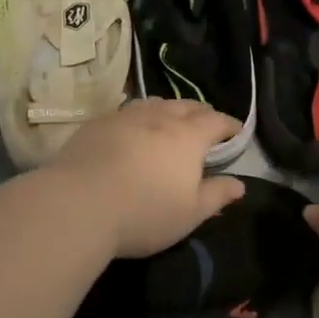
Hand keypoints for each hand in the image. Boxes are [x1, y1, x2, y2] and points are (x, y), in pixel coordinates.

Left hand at [49, 99, 244, 257]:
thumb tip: (240, 184)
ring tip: (171, 119)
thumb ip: (217, 195)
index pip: (216, 121)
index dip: (229, 125)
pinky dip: (140, 115)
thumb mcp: (190, 213)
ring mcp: (126, 116)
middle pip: (187, 106)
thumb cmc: (144, 213)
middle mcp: (160, 117)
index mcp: (188, 136)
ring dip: (170, 109)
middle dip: (201, 112)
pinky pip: (127, 111)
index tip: (236, 131)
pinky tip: (134, 127)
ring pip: (155, 103)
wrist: (78, 204)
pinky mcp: (98, 123)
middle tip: (206, 123)